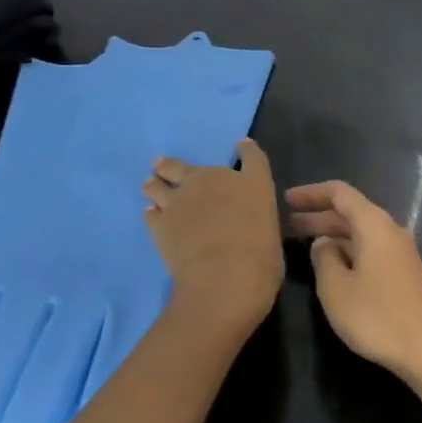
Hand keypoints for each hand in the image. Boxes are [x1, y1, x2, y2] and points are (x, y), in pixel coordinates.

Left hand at [143, 139, 282, 333]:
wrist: (226, 275)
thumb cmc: (262, 256)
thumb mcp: (271, 231)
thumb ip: (256, 218)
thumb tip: (246, 218)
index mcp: (251, 182)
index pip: (251, 155)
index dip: (245, 149)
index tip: (241, 146)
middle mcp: (213, 181)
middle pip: (184, 165)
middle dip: (172, 165)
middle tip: (163, 166)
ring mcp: (181, 200)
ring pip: (157, 184)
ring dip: (155, 185)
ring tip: (151, 187)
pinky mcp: (159, 223)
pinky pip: (150, 213)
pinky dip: (153, 213)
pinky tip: (155, 217)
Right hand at [284, 180, 421, 384]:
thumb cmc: (378, 316)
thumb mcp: (337, 289)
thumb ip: (324, 259)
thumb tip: (324, 243)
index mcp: (374, 224)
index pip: (340, 193)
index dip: (311, 193)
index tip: (287, 200)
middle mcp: (390, 230)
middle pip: (351, 212)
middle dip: (319, 215)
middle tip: (289, 223)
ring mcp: (401, 252)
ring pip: (361, 232)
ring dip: (333, 234)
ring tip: (305, 243)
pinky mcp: (405, 273)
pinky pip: (370, 248)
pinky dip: (348, 249)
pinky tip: (333, 265)